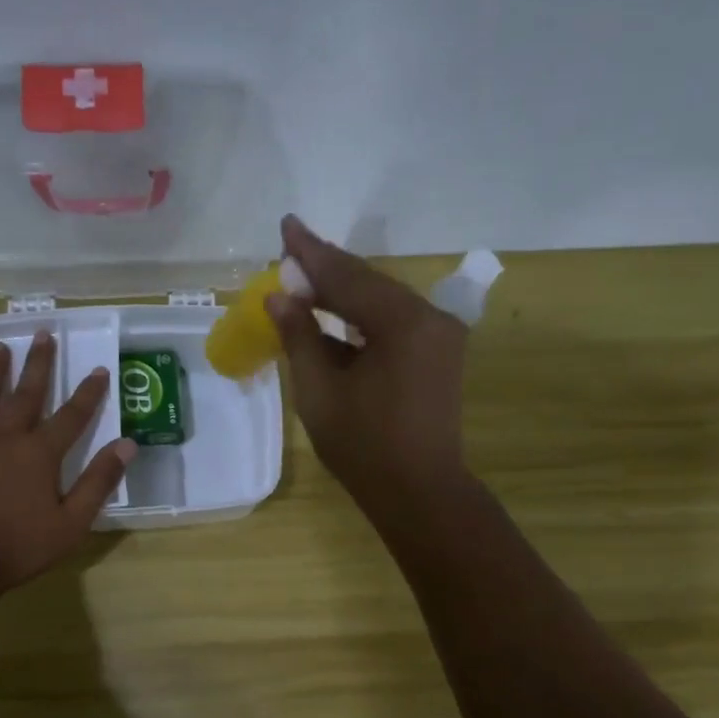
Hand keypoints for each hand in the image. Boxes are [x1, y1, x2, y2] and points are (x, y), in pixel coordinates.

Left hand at [0, 332, 134, 596]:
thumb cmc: (20, 545)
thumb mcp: (72, 522)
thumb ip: (99, 481)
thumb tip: (127, 444)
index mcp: (39, 453)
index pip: (72, 415)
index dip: (88, 392)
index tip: (99, 369)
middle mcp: (4, 436)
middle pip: (25, 393)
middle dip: (38, 363)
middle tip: (42, 334)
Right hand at [265, 215, 471, 519]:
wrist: (419, 492)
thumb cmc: (364, 447)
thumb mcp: (320, 391)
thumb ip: (300, 337)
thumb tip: (279, 297)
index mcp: (402, 323)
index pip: (347, 276)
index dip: (310, 253)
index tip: (285, 226)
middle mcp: (428, 318)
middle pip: (368, 282)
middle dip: (326, 269)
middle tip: (288, 250)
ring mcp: (438, 335)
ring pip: (381, 300)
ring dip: (342, 292)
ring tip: (303, 280)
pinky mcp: (437, 353)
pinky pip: (393, 322)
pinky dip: (361, 317)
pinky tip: (332, 314)